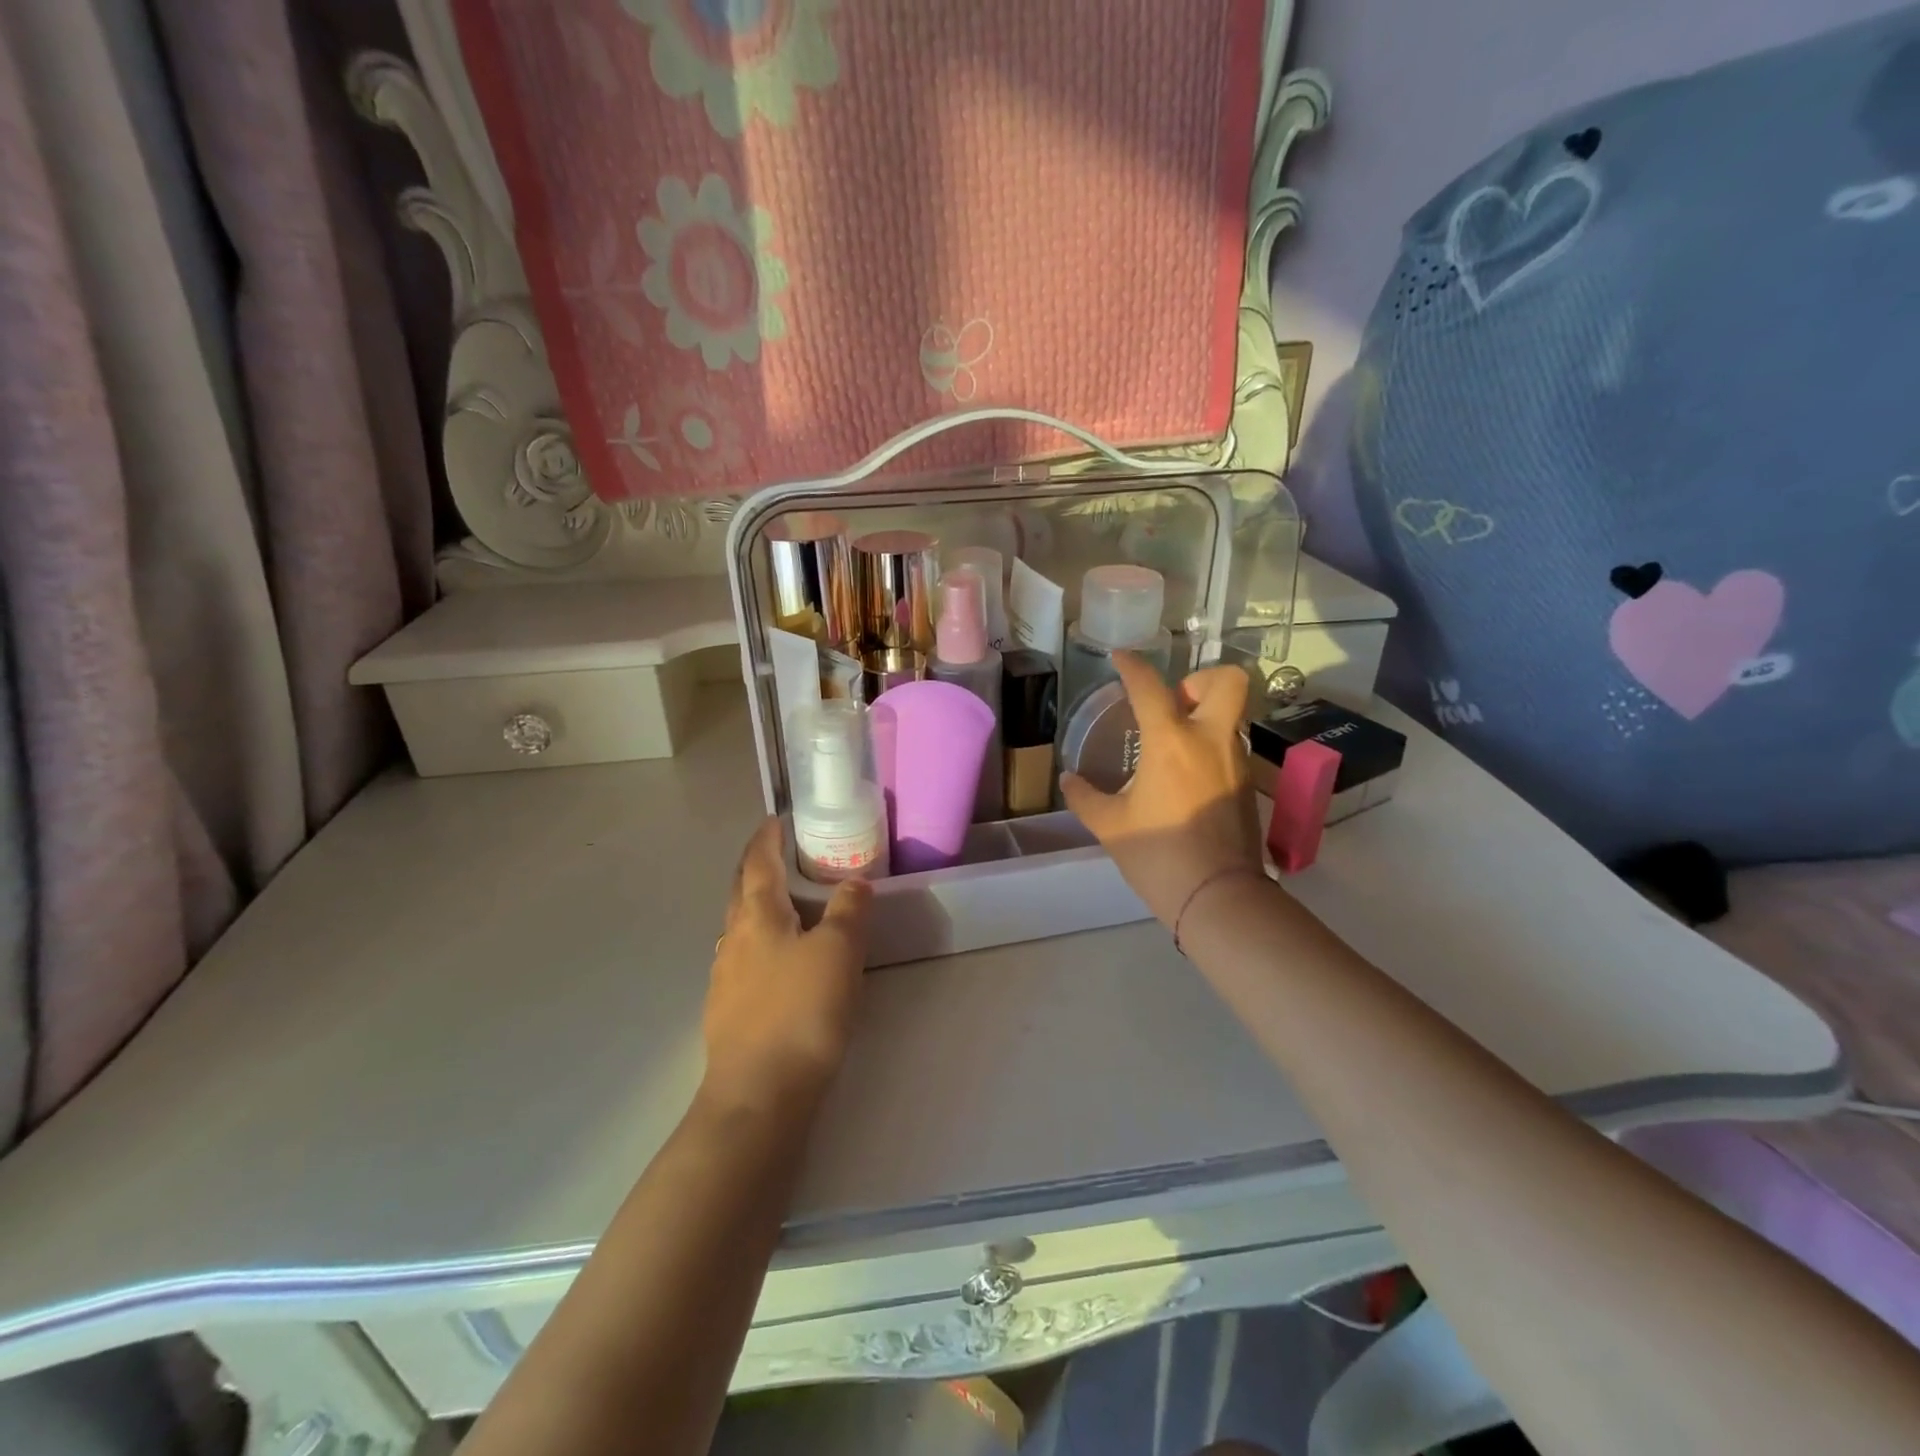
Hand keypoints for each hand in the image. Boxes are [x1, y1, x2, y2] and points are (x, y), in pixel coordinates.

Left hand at [701, 819, 872, 1116]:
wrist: (758, 1095)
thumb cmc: (800, 1011)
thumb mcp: (838, 952)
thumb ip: (848, 911)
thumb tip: (854, 882)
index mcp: (757, 916)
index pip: (759, 862)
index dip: (767, 837)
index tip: (777, 819)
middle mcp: (733, 939)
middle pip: (742, 891)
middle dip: (758, 868)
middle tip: (783, 855)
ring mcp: (725, 978)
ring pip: (741, 928)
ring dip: (760, 907)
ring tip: (788, 906)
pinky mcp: (728, 1012)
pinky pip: (745, 960)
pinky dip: (762, 944)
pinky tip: (780, 963)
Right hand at [1059, 653, 1263, 927]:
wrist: (1219, 897)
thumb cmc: (1159, 855)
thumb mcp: (1111, 826)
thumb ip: (1085, 798)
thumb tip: (1070, 780)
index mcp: (1172, 742)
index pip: (1151, 687)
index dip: (1132, 665)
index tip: (1119, 657)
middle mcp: (1211, 741)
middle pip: (1227, 680)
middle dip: (1201, 678)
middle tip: (1173, 702)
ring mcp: (1236, 762)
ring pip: (1230, 715)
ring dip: (1205, 715)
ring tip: (1173, 743)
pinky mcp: (1248, 785)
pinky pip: (1230, 747)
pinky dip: (1210, 746)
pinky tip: (1187, 776)